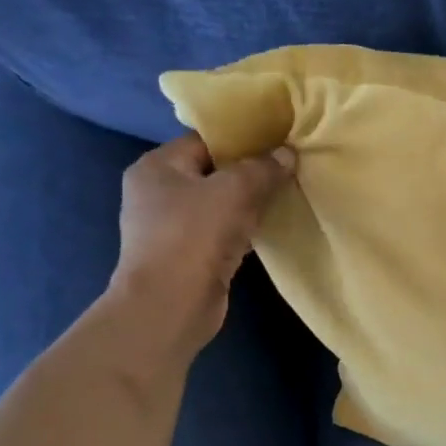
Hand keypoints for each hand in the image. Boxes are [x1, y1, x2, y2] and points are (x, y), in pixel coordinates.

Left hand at [105, 132, 294, 354]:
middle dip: (251, 173)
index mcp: (157, 167)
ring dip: (250, 204)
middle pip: (214, 172)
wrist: (171, 305)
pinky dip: (245, 230)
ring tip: (286, 196)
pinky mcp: (189, 256)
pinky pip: (223, 232)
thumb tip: (287, 153)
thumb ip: (262, 168)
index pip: (205, 141)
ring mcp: (172, 228)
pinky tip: (272, 229)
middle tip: (288, 169)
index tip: (279, 142)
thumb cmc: (193, 236)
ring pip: (220, 205)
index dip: (243, 140)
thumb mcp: (234, 191)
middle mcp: (158, 193)